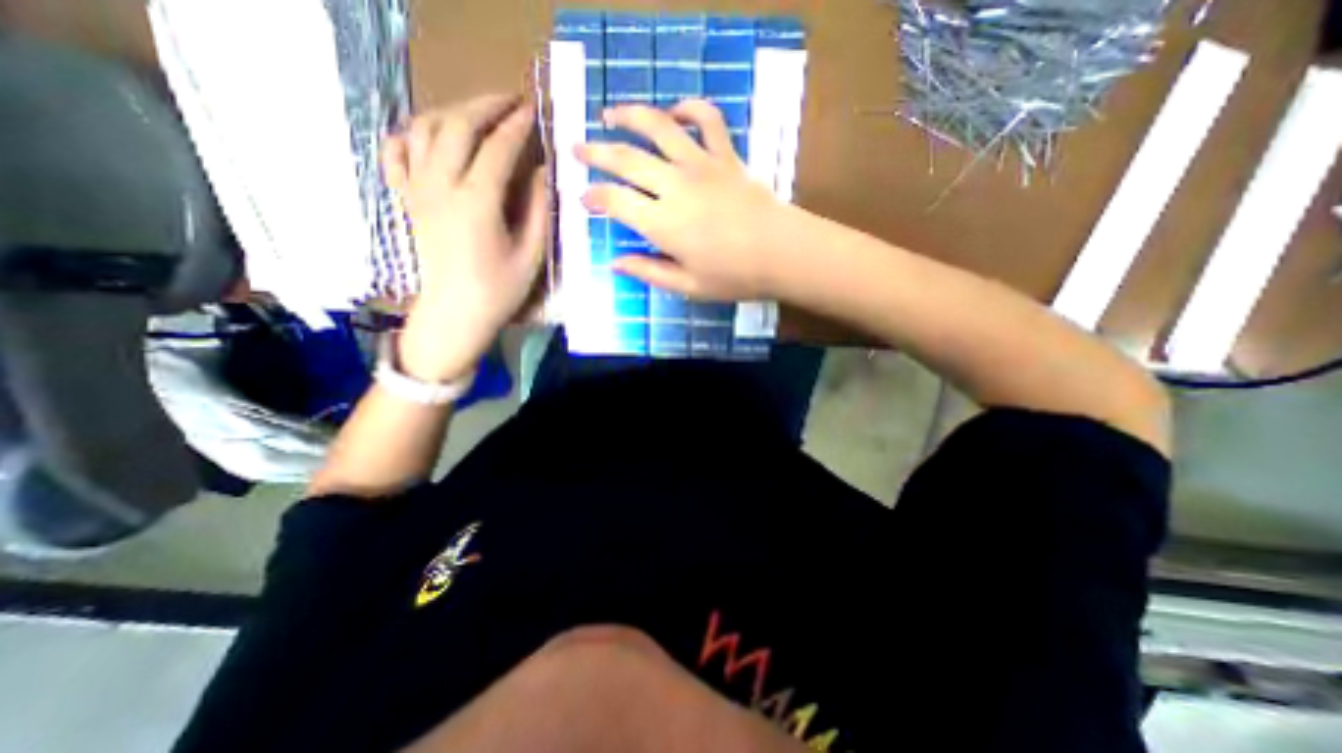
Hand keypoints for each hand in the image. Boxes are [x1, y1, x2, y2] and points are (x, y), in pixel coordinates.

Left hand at [379, 94, 547, 383]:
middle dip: (486, 106)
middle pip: (457, 126)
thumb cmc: (499, 290)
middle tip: (511, 101)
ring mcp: (418, 190)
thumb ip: (537, 210)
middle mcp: (441, 187)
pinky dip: (411, 134)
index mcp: (477, 203)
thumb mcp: (531, 255)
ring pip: (425, 129)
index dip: (517, 125)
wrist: (455, 314)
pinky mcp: (408, 199)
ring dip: (454, 111)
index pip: (497, 148)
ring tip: (479, 113)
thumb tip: (541, 171)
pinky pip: (397, 153)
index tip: (534, 109)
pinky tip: (430, 136)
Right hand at [577, 99, 805, 302]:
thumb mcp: (687, 286)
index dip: (594, 197)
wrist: (783, 253)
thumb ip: (649, 272)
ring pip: (658, 126)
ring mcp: (701, 165)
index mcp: (662, 222)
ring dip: (630, 115)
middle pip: (626, 158)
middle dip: (596, 151)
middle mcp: (674, 185)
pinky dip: (689, 109)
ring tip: (610, 114)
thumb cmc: (734, 277)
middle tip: (577, 147)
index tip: (583, 199)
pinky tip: (675, 113)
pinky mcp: (726, 156)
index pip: (615, 200)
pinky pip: (707, 119)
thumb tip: (616, 263)